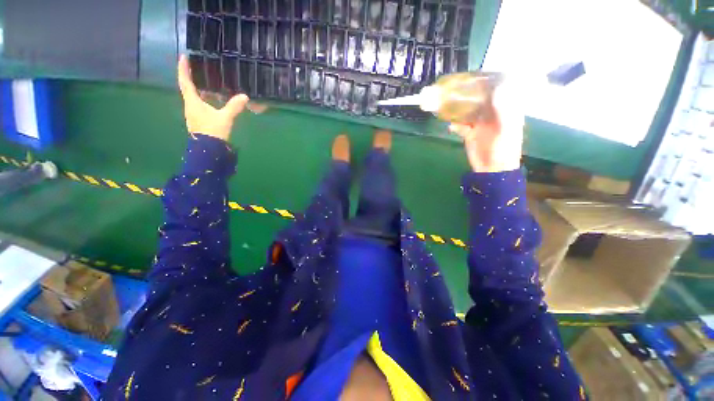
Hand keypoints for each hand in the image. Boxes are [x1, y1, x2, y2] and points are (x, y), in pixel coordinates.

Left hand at [177, 55, 248, 141]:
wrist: (209, 149)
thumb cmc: (213, 131)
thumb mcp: (225, 118)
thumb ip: (234, 107)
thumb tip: (245, 96)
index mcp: (193, 102)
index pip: (185, 82)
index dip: (183, 69)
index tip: (183, 57)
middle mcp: (190, 106)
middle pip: (188, 89)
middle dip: (191, 78)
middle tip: (197, 69)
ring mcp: (193, 114)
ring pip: (194, 98)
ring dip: (199, 90)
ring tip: (208, 84)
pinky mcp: (199, 121)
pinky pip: (199, 105)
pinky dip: (204, 99)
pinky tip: (212, 100)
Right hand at [449, 79, 524, 172]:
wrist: (491, 169)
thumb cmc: (503, 150)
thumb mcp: (505, 129)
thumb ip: (502, 110)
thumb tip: (497, 88)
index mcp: (504, 108)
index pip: (496, 89)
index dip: (487, 81)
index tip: (475, 75)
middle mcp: (492, 112)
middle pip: (479, 98)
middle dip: (467, 93)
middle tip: (454, 87)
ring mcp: (480, 122)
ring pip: (467, 111)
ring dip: (457, 108)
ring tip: (446, 104)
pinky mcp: (470, 132)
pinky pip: (460, 125)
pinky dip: (455, 125)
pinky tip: (451, 127)